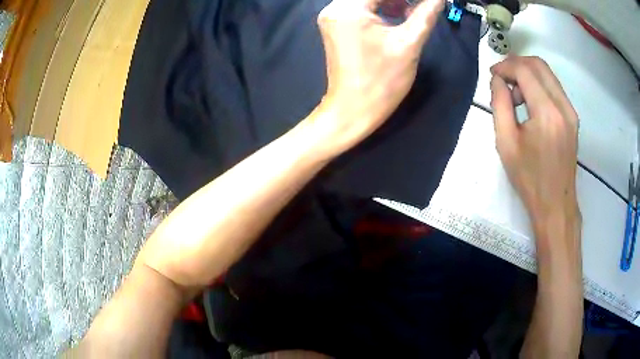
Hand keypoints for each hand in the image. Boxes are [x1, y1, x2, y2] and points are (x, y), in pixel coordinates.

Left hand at [311, 0, 443, 152]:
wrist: (353, 110)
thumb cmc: (382, 81)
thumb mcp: (409, 43)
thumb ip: (425, 14)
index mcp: (348, 8)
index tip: (424, 3)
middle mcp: (334, 7)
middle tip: (422, 5)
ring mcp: (332, 16)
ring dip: (391, 1)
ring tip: (413, 10)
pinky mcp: (335, 26)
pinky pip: (359, 7)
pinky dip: (380, 7)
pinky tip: (398, 15)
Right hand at [490, 56, 580, 222]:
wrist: (555, 204)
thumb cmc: (529, 178)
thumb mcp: (506, 143)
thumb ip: (500, 104)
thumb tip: (498, 81)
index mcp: (547, 113)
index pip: (525, 71)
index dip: (505, 66)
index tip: (493, 75)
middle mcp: (563, 106)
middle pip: (539, 65)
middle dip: (517, 64)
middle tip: (502, 78)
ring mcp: (571, 112)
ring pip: (548, 74)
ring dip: (528, 74)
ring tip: (515, 95)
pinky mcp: (573, 118)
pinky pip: (554, 88)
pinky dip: (539, 85)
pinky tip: (529, 102)